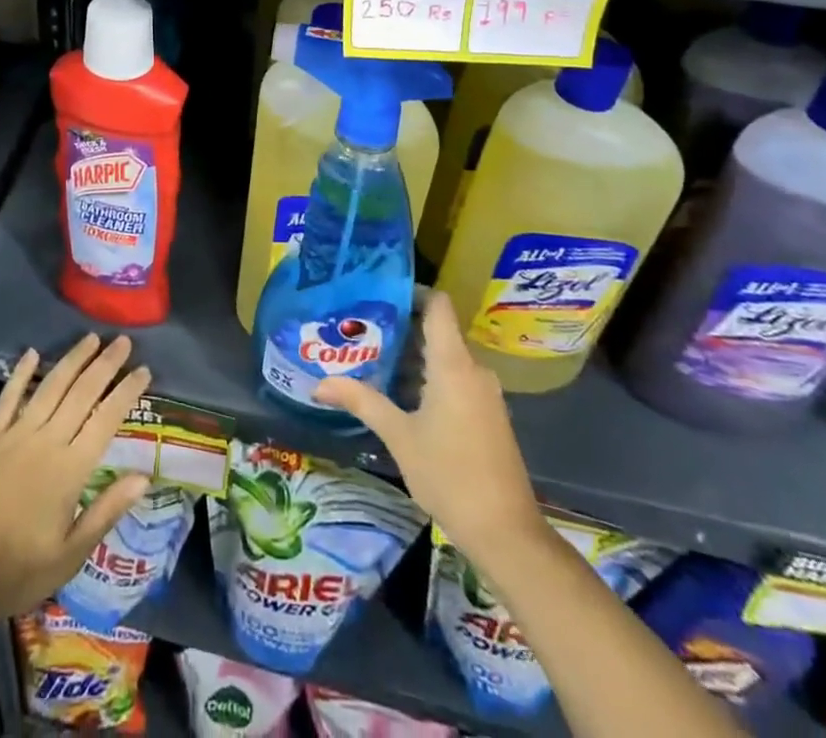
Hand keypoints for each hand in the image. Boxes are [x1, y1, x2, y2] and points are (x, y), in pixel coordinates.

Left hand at [0, 332, 152, 621]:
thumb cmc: (20, 570)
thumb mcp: (72, 553)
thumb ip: (108, 510)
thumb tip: (144, 476)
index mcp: (71, 469)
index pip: (107, 419)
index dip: (126, 392)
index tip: (144, 370)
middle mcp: (47, 441)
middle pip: (82, 393)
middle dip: (106, 364)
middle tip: (123, 341)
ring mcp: (15, 434)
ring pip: (51, 387)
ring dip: (73, 360)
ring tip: (91, 338)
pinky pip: (9, 397)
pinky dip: (22, 374)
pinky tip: (32, 354)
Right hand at [315, 292, 543, 563]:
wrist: (506, 533)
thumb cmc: (449, 475)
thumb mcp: (399, 436)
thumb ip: (361, 401)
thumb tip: (319, 383)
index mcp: (453, 364)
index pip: (437, 305)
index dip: (411, 292)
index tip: (376, 294)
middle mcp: (473, 370)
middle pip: (436, 330)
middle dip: (399, 327)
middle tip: (359, 329)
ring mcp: (484, 393)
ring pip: (444, 357)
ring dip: (411, 356)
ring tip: (371, 358)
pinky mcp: (487, 414)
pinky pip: (454, 379)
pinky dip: (427, 377)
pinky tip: (398, 393)